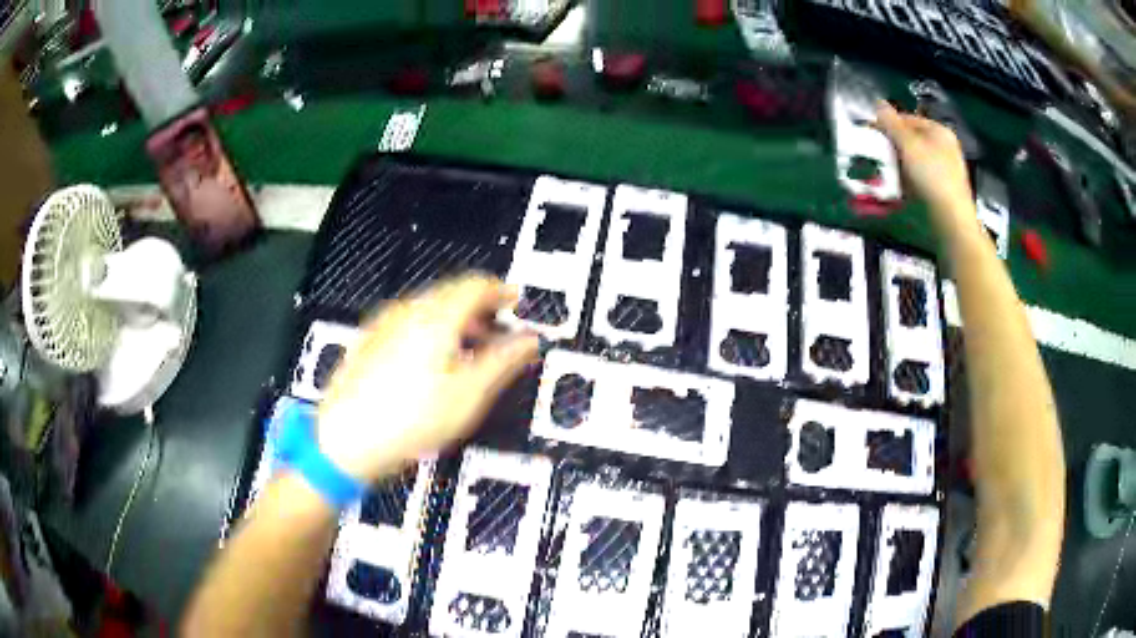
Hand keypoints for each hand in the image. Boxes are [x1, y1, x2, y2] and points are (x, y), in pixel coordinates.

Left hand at [316, 274, 538, 481]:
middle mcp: (406, 311)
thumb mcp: (469, 394)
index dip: (500, 290)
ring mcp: (382, 325)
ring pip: (427, 309)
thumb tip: (530, 340)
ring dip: (455, 321)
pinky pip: (407, 324)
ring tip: (468, 350)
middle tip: (497, 331)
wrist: (345, 440)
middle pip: (450, 294)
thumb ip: (504, 361)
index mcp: (435, 316)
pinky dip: (430, 332)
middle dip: (479, 308)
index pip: (475, 285)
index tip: (515, 301)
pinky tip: (431, 362)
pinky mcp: (368, 342)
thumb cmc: (410, 419)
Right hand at [875, 101, 978, 236]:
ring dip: (898, 166)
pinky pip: (920, 178)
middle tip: (876, 156)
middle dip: (892, 147)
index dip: (888, 124)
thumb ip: (891, 123)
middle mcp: (944, 147)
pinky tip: (900, 189)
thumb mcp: (908, 145)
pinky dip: (908, 181)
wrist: (952, 220)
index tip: (870, 134)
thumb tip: (878, 103)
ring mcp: (945, 169)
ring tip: (885, 175)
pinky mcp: (942, 189)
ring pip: (914, 160)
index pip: (907, 119)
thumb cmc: (932, 176)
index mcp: (939, 131)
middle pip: (911, 140)